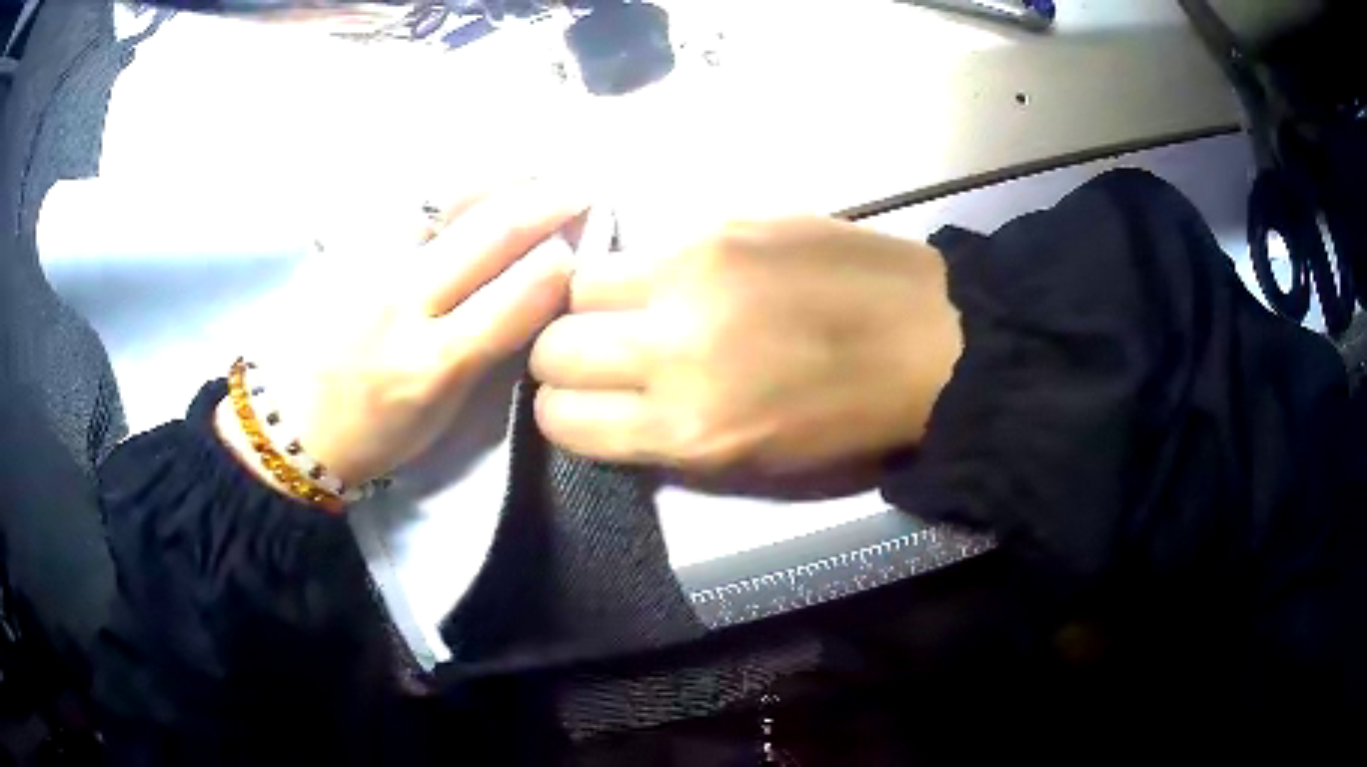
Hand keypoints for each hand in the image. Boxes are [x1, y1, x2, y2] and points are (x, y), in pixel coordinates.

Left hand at [218, 178, 586, 492]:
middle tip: (579, 185)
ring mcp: (368, 266)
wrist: (290, 426)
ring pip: (444, 204)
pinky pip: (404, 208)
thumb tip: (531, 293)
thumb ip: (487, 350)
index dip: (562, 263)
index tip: (580, 246)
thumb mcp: (445, 413)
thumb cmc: (375, 433)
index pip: (519, 294)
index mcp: (435, 363)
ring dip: (493, 186)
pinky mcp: (342, 248)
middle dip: (547, 200)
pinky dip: (442, 198)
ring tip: (523, 176)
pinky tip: (457, 197)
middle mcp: (402, 304)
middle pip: (490, 232)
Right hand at [530, 216, 962, 474]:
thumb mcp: (750, 465)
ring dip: (593, 303)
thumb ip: (663, 436)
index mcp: (687, 428)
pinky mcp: (721, 222)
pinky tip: (684, 277)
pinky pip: (643, 246)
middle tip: (603, 354)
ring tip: (636, 308)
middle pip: (554, 345)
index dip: (563, 412)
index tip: (584, 402)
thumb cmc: (849, 420)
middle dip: (564, 357)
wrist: (931, 338)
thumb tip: (606, 402)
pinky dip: (645, 269)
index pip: (561, 418)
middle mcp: (672, 348)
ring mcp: (693, 272)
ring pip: (579, 282)